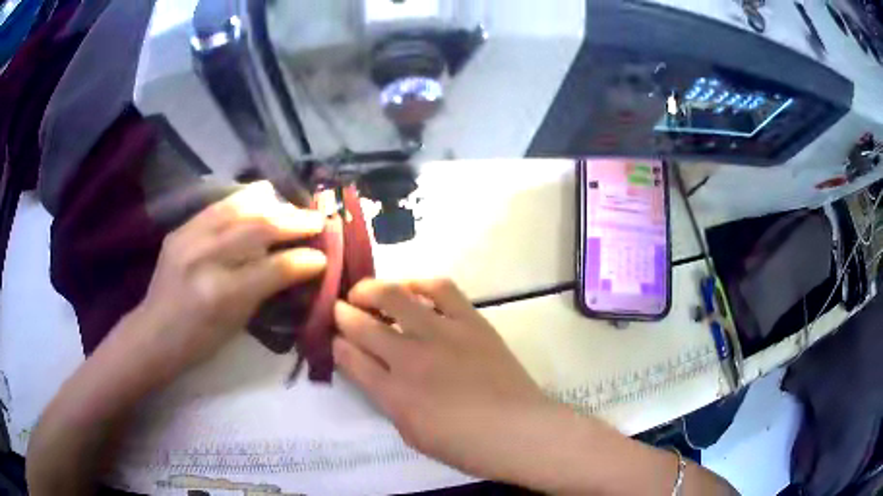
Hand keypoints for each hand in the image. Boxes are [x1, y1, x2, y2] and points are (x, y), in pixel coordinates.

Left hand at [132, 181, 326, 374]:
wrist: (154, 333)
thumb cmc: (200, 342)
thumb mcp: (238, 324)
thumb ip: (266, 290)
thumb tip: (299, 266)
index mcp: (222, 294)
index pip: (273, 268)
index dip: (303, 260)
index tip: (324, 256)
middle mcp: (205, 257)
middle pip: (259, 227)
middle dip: (295, 221)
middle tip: (317, 221)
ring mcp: (189, 236)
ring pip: (240, 206)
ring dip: (272, 204)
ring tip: (290, 207)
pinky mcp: (181, 228)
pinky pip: (219, 205)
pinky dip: (245, 201)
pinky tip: (259, 202)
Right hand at [333, 279, 560, 482]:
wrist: (518, 431)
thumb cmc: (465, 445)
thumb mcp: (412, 433)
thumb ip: (389, 401)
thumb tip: (376, 375)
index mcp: (393, 394)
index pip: (350, 359)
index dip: (337, 345)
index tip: (334, 339)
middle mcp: (410, 358)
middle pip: (362, 325)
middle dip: (342, 314)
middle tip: (339, 309)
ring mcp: (441, 334)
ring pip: (394, 297)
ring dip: (371, 290)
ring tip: (365, 292)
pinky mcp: (470, 321)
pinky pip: (440, 289)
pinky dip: (419, 282)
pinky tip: (410, 286)